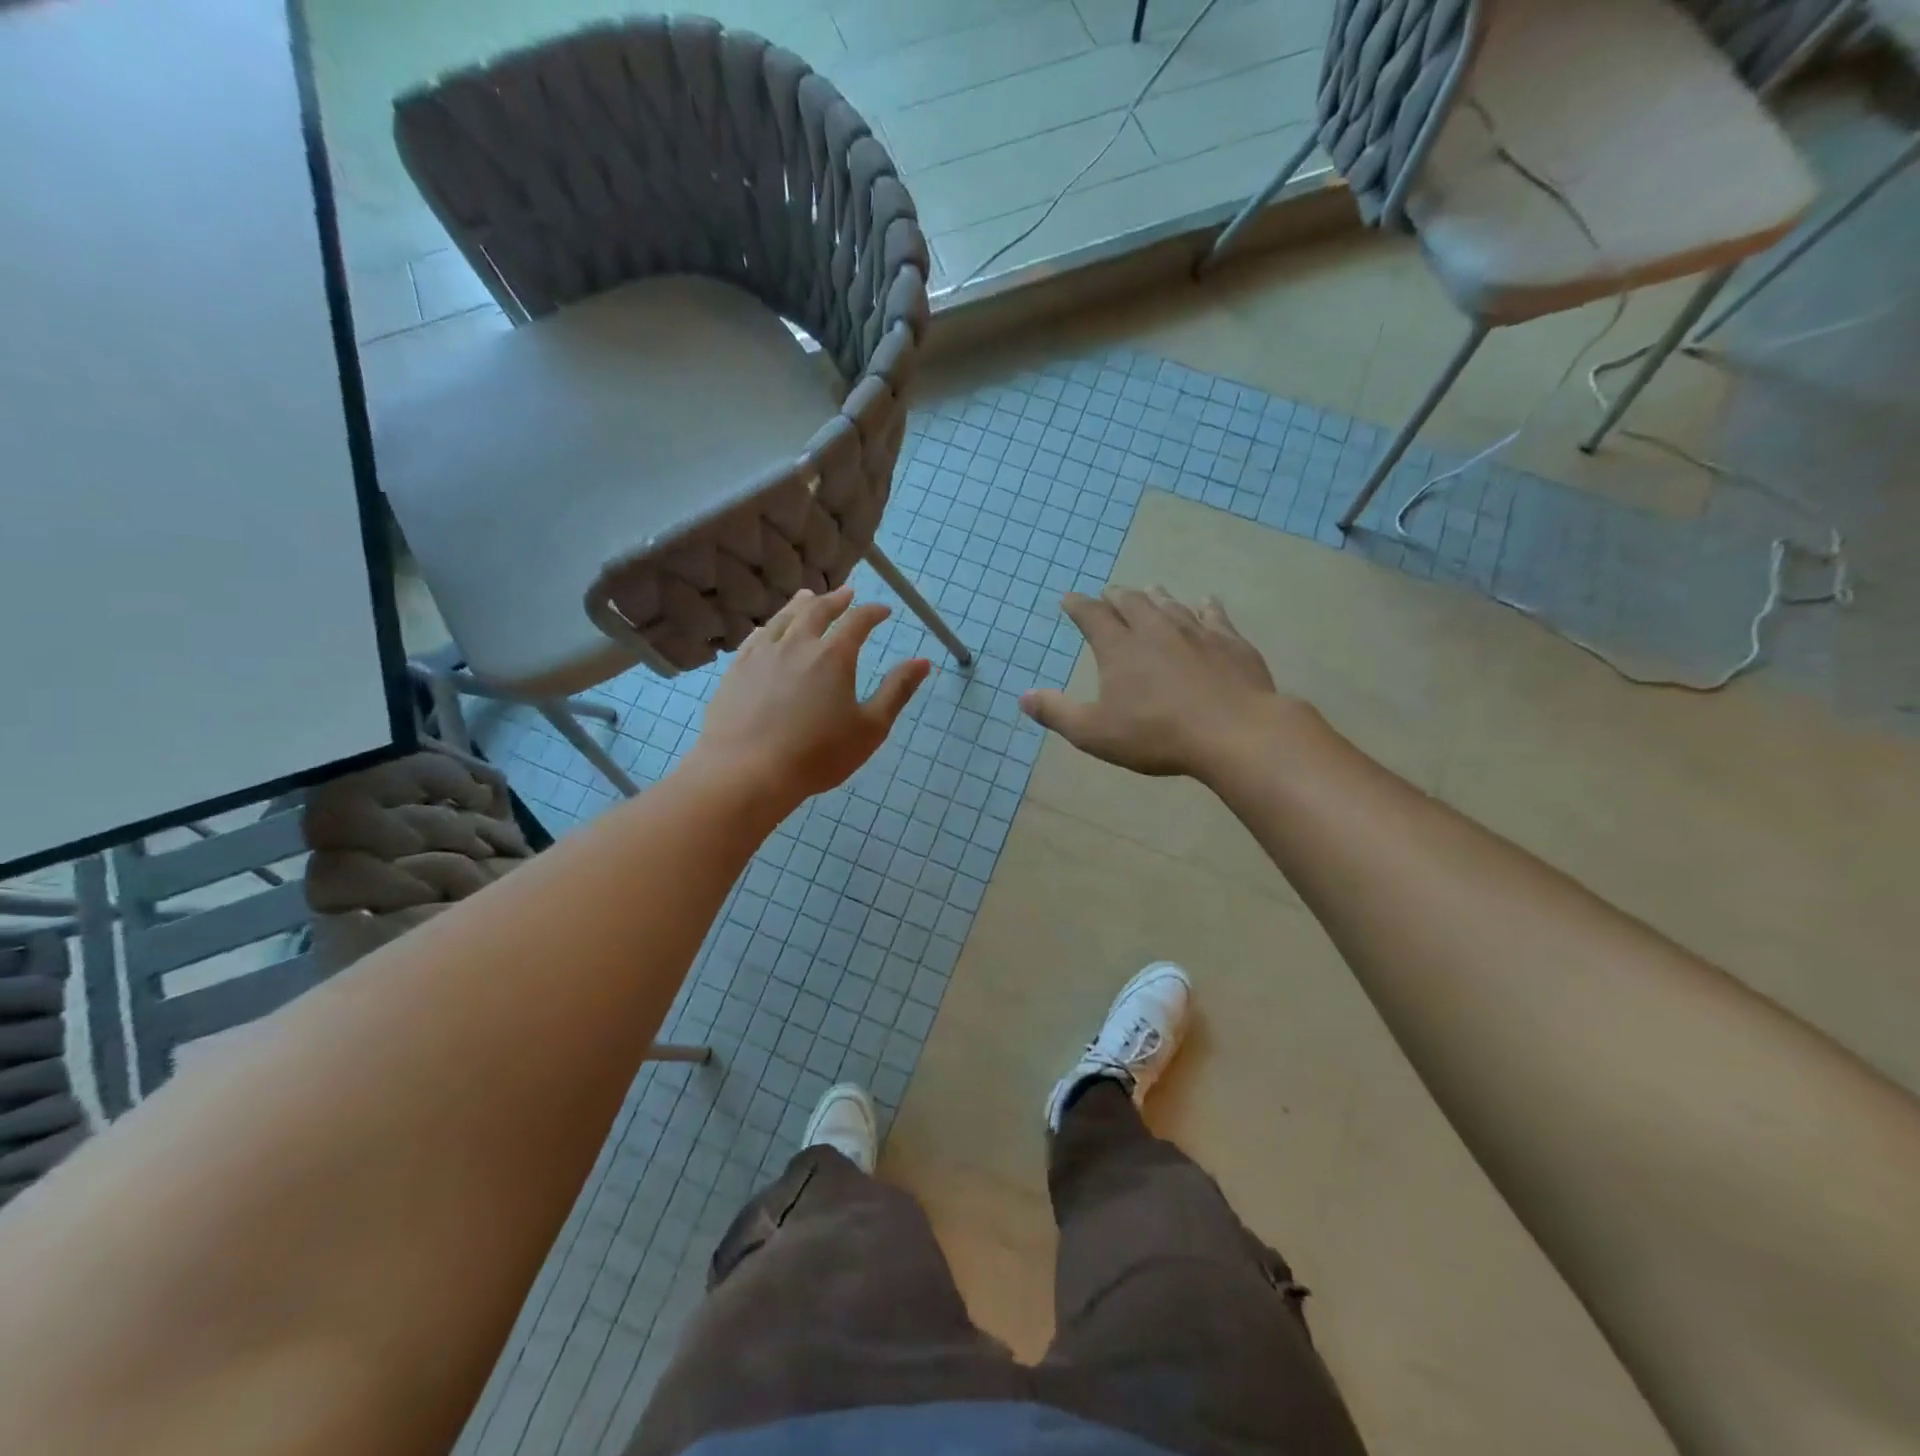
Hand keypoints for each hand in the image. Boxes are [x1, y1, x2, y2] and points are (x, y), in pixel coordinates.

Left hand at [692, 586, 929, 808]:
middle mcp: (797, 645)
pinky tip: (769, 629)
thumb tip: (923, 662)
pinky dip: (770, 626)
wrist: (747, 771)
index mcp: (833, 656)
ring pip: (784, 618)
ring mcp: (762, 655)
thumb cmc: (818, 754)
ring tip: (808, 596)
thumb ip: (897, 691)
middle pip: (818, 610)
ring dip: (801, 604)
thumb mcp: (870, 728)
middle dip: (836, 600)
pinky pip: (756, 637)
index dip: (873, 612)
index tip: (883, 610)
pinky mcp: (736, 670)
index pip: (857, 621)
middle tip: (847, 593)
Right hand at [1020, 586, 1307, 780]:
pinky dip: (1204, 605)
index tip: (1069, 599)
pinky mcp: (1229, 641)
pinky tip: (1205, 602)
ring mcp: (1195, 631)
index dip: (1078, 606)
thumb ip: (1057, 712)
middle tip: (1109, 594)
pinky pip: (1213, 614)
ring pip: (1170, 603)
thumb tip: (1023, 697)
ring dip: (1155, 596)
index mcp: (1119, 648)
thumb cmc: (1156, 735)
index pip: (1092, 616)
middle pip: (1132, 602)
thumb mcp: (1094, 732)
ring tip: (1149, 589)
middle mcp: (1155, 629)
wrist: (1233, 732)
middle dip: (1116, 596)